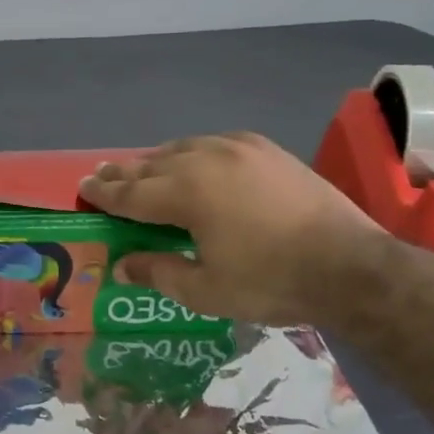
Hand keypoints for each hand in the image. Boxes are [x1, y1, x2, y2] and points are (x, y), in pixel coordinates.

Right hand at [79, 133, 383, 325]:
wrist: (350, 264)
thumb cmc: (271, 281)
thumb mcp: (205, 290)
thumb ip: (158, 272)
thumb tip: (123, 266)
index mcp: (186, 193)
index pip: (131, 193)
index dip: (104, 193)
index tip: (83, 188)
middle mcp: (206, 160)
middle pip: (152, 165)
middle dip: (124, 173)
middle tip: (101, 175)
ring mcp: (238, 149)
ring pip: (182, 148)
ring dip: (157, 161)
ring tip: (141, 168)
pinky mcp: (266, 149)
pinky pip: (215, 143)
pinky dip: (194, 152)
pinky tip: (194, 160)